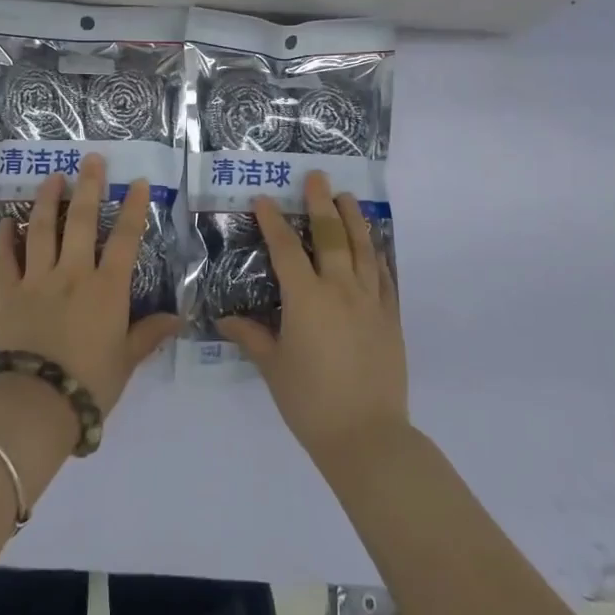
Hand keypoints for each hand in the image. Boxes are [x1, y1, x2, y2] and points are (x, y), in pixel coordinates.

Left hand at [0, 155, 181, 417]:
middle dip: (88, 186)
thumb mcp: (126, 361)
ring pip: (41, 229)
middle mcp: (72, 274)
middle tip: (90, 158)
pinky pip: (4, 259)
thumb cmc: (89, 384)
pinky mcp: (7, 293)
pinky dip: (4, 238)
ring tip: (52, 177)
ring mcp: (36, 280)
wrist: (35, 404)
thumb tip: (178, 318)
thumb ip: (149, 334)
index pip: (124, 239)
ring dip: (47, 200)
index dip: (132, 208)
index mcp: (106, 289)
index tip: (135, 182)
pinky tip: (5, 222)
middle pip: (80, 221)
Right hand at [218, 171, 410, 471]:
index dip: (273, 221)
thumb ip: (251, 337)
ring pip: (363, 249)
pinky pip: (385, 277)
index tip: (264, 199)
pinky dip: (378, 255)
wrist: (367, 436)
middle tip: (317, 178)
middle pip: (331, 236)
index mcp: (306, 299)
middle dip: (320, 204)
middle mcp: (340, 290)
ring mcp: (370, 302)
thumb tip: (224, 320)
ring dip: (353, 219)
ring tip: (347, 197)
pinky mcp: (390, 318)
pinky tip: (374, 245)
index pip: (286, 249)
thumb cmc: (310, 402)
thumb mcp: (273, 368)